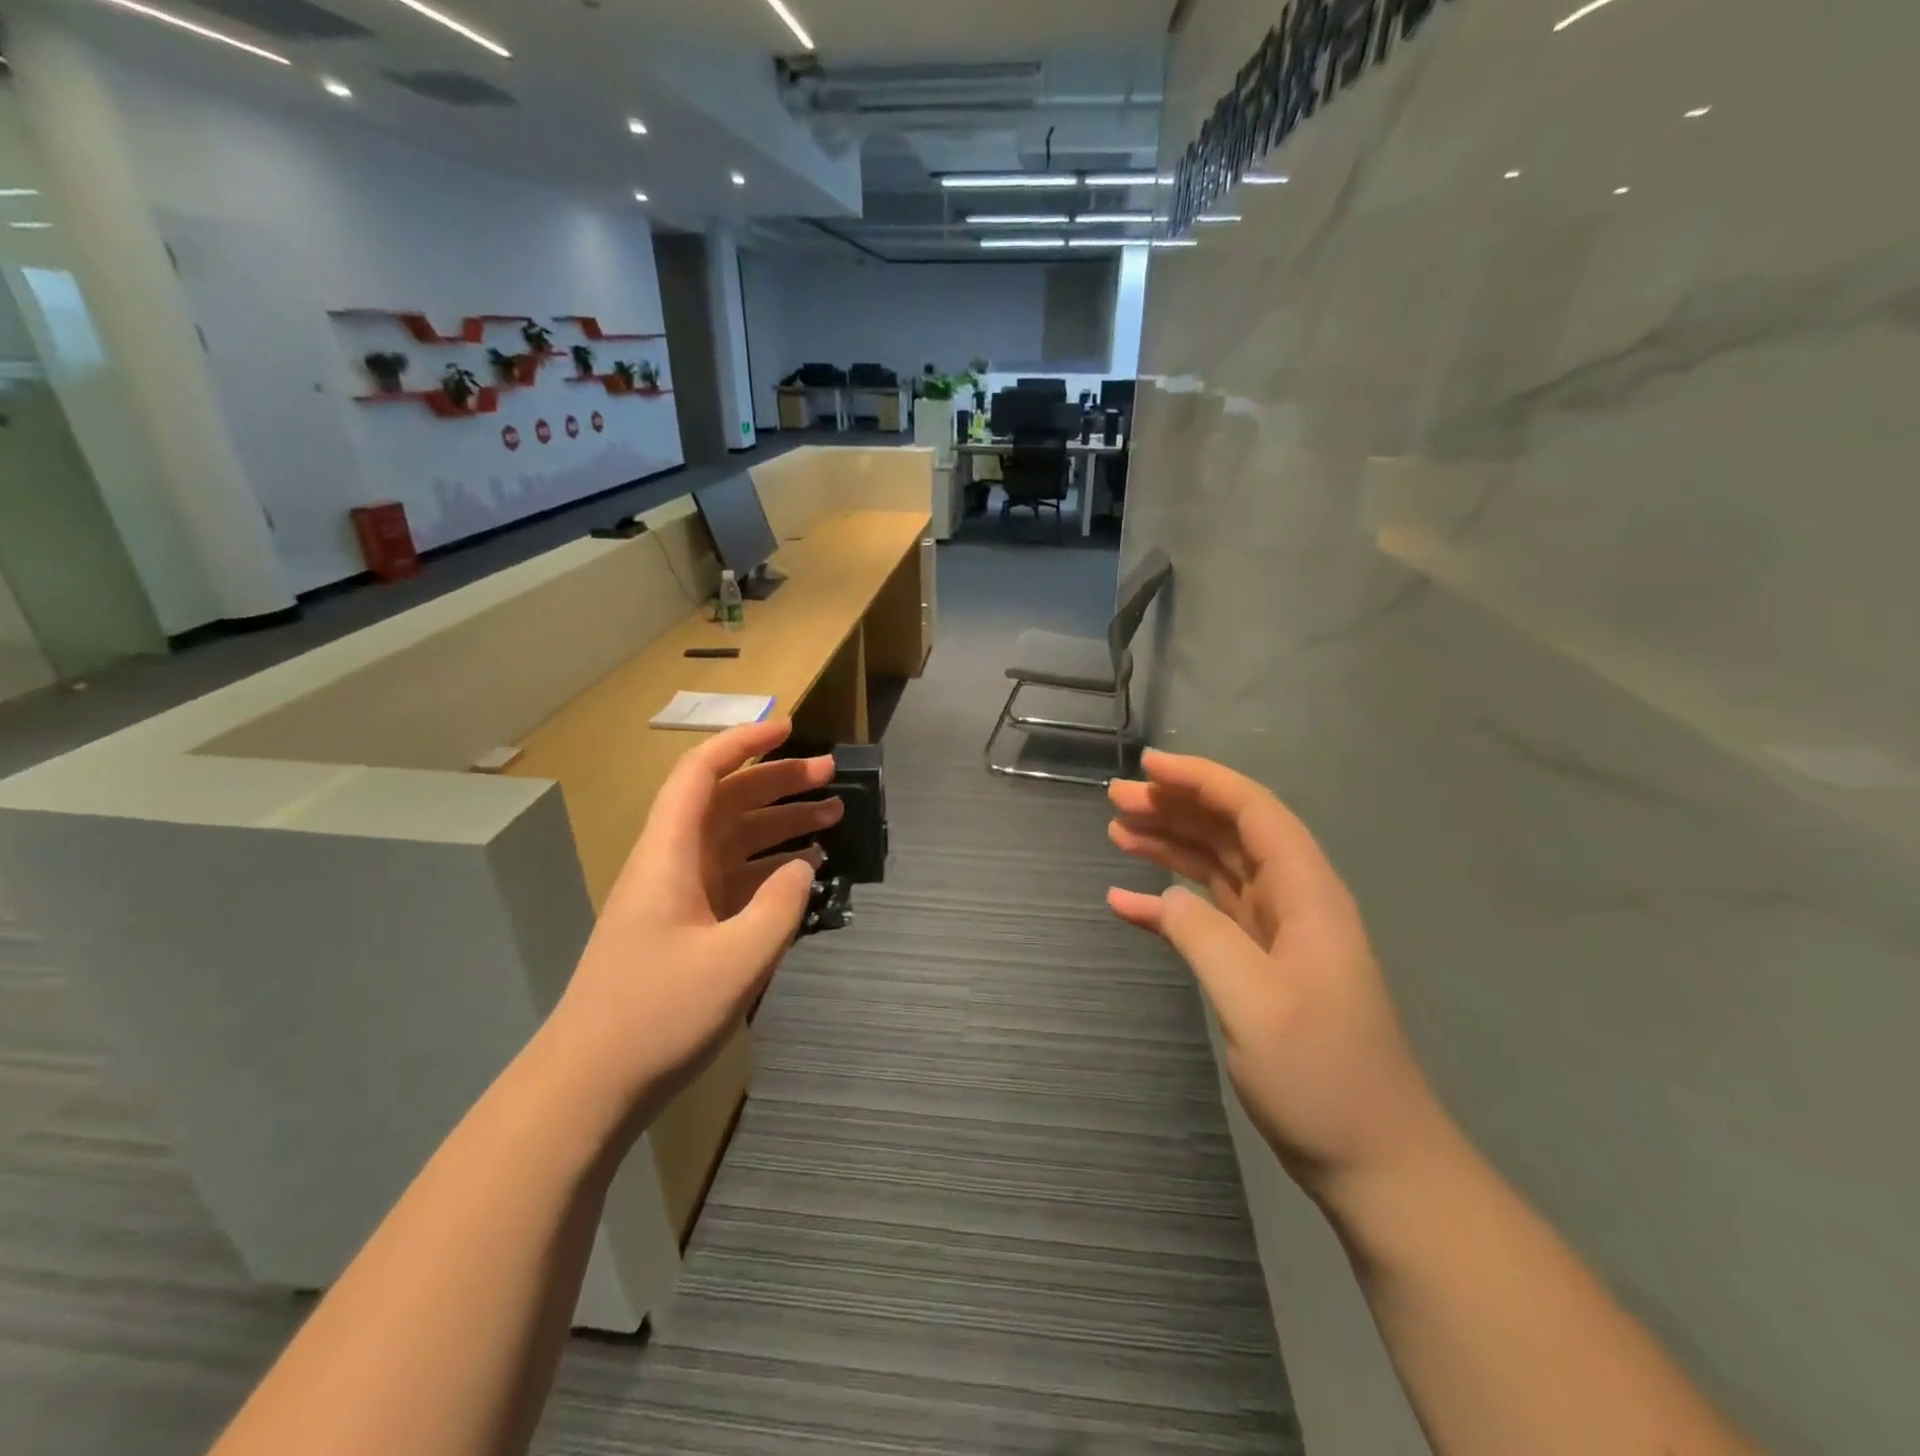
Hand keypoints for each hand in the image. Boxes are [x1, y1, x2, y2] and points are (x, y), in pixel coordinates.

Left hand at [550, 718, 842, 1114]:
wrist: (589, 1086)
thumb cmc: (658, 1015)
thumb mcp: (738, 959)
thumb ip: (781, 904)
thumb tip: (804, 866)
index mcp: (670, 855)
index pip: (702, 774)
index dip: (743, 743)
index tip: (789, 729)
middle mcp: (671, 863)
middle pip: (725, 802)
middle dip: (778, 781)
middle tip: (831, 777)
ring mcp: (677, 897)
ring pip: (733, 839)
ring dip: (779, 824)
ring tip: (832, 817)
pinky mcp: (685, 927)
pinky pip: (734, 878)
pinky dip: (770, 867)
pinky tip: (805, 873)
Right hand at [1106, 749, 1443, 1202]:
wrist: (1374, 1161)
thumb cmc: (1322, 1078)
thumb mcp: (1254, 1002)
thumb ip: (1202, 935)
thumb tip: (1160, 895)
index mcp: (1306, 894)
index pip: (1253, 811)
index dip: (1202, 780)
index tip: (1148, 766)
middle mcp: (1293, 901)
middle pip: (1230, 832)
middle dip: (1176, 807)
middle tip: (1116, 799)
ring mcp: (1276, 934)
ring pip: (1216, 867)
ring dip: (1169, 844)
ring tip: (1116, 830)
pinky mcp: (1259, 965)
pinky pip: (1206, 915)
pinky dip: (1166, 903)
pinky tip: (1125, 901)